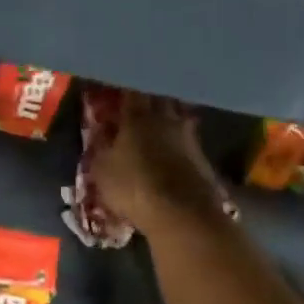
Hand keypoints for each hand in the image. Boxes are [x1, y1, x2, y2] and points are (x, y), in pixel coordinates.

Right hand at [95, 92, 223, 235]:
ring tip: (158, 124)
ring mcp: (187, 136)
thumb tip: (102, 132)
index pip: (132, 92)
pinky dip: (179, 139)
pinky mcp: (202, 155)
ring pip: (177, 116)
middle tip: (140, 101)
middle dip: (150, 97)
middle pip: (159, 98)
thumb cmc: (134, 188)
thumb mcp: (102, 171)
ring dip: (168, 117)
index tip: (119, 90)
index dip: (125, 89)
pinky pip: (188, 138)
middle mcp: (165, 119)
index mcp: (137, 117)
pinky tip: (173, 148)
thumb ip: (101, 147)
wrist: (182, 214)